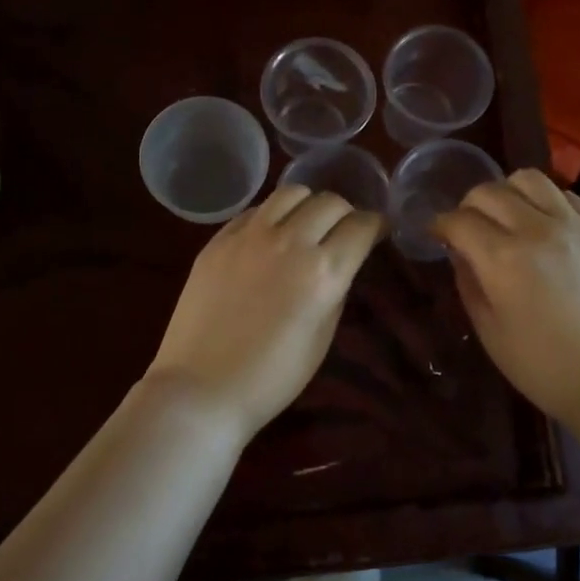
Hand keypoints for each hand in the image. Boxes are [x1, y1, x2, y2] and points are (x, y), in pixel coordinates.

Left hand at [146, 185, 382, 438]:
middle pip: (330, 202)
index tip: (377, 232)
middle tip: (343, 231)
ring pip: (291, 193)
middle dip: (346, 213)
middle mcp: (290, 242)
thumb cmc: (272, 377)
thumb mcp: (322, 337)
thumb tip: (340, 262)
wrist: (202, 388)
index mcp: (323, 272)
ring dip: (309, 204)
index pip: (361, 226)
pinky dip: (272, 216)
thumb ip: (336, 289)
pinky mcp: (219, 239)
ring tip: (306, 224)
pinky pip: (255, 210)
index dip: (376, 226)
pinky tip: (270, 236)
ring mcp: (250, 236)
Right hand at [433, 169, 579, 428]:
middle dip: (468, 205)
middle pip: (489, 191)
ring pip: (530, 179)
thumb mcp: (490, 332)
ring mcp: (574, 225)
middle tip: (468, 228)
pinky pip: (567, 195)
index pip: (459, 220)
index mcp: (502, 259)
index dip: (440, 225)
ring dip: (508, 192)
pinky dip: (546, 200)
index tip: (436, 235)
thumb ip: (469, 283)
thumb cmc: (544, 366)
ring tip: (507, 216)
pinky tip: (543, 224)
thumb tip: (459, 253)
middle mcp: (536, 229)